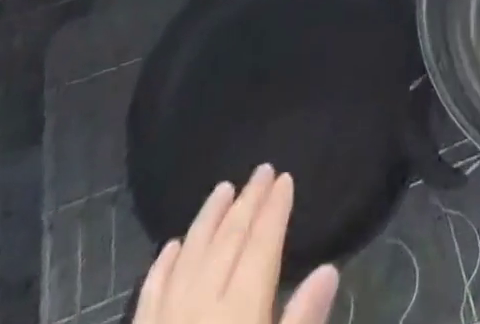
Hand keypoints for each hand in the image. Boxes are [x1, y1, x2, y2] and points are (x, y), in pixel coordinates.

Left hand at [133, 164, 339, 323]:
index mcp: (240, 312)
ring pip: (189, 255)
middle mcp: (201, 306)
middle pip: (228, 241)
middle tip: (262, 171)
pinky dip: (165, 264)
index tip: (285, 178)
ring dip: (208, 219)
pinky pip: (151, 294)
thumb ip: (301, 323)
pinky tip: (173, 246)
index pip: (261, 245)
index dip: (274, 210)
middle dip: (247, 203)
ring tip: (223, 189)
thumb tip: (328, 269)